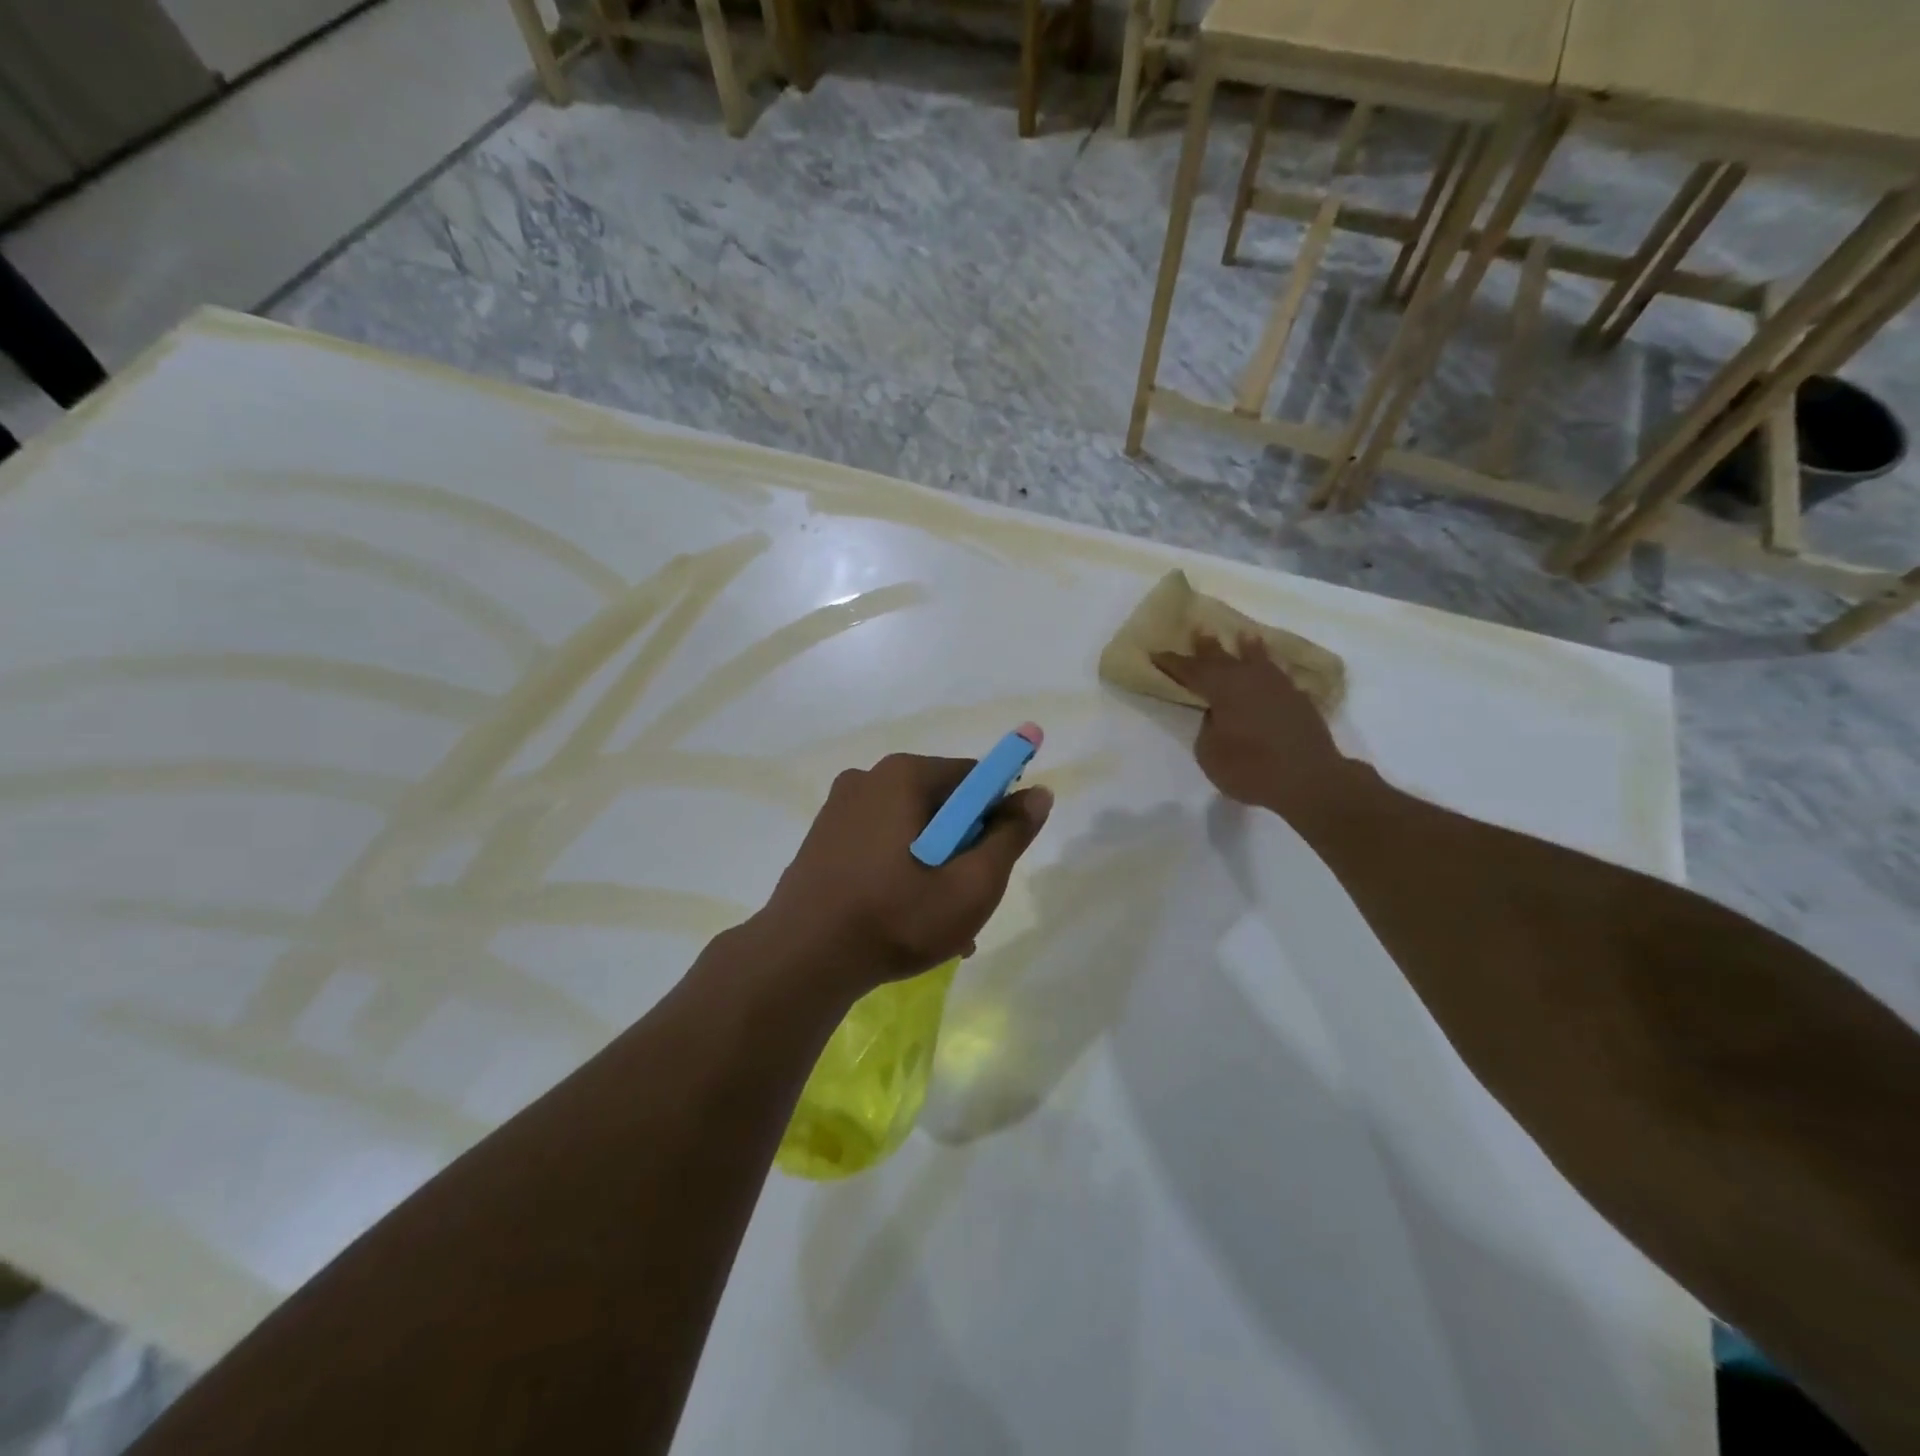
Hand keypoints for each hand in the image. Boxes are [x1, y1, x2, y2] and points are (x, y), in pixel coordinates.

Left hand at [758, 752, 1052, 997]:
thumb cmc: (896, 917)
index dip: (997, 817)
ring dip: (935, 870)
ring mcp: (839, 810)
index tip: (996, 863)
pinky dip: (901, 874)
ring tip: (943, 928)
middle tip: (969, 903)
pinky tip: (905, 921)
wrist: (800, 961)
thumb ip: (1010, 836)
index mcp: (904, 775)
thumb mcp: (971, 884)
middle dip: (964, 851)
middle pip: (942, 806)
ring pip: (911, 832)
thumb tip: (1039, 794)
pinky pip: (880, 847)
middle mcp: (868, 779)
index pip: (974, 779)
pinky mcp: (822, 840)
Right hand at [1153, 633, 1360, 817]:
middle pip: (1224, 658)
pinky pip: (1280, 677)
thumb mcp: (1210, 753)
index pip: (1191, 671)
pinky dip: (1272, 671)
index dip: (1172, 663)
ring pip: (1259, 660)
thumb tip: (1218, 714)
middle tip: (1200, 630)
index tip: (1156, 653)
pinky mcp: (1300, 701)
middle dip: (1208, 647)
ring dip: (1249, 648)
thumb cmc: (1250, 768)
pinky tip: (1273, 672)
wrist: (1310, 780)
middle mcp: (1251, 679)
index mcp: (1223, 688)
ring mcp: (1279, 687)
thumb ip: (1209, 727)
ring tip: (1245, 636)